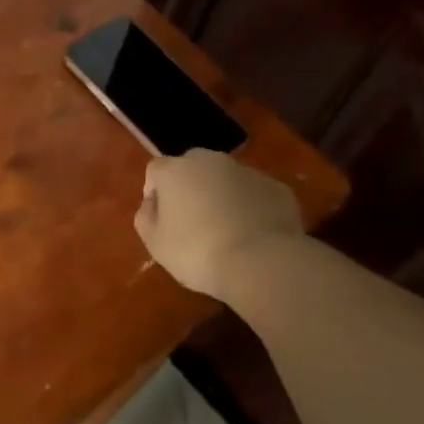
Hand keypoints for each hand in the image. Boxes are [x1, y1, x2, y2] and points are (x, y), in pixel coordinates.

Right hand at [134, 149, 302, 300]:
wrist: (261, 262)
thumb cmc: (197, 252)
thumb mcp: (155, 243)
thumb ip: (145, 217)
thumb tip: (152, 204)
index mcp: (175, 171)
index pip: (155, 171)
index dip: (155, 193)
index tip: (161, 219)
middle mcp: (210, 161)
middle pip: (192, 167)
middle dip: (190, 188)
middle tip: (192, 221)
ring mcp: (247, 171)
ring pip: (226, 179)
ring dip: (221, 196)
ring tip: (226, 230)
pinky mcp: (277, 188)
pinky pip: (254, 194)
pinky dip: (250, 207)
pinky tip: (252, 234)